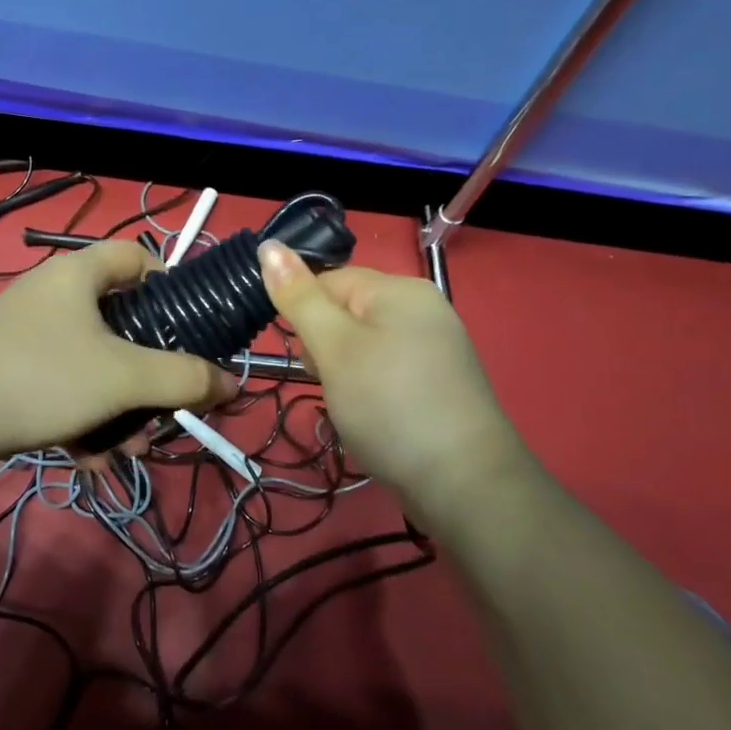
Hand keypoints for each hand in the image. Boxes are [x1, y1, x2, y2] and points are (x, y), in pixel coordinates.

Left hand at [0, 240, 234, 460]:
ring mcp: (26, 331)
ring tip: (126, 449)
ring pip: (92, 362)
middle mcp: (51, 293)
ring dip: (118, 406)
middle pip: (120, 321)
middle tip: (161, 407)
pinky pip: (61, 383)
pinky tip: (88, 456)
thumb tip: (232, 383)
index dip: (169, 285)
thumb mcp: (124, 378)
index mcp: (77, 274)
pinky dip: (81, 415)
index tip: (185, 328)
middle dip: (146, 372)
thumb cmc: (44, 378)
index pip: (136, 256)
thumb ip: (185, 379)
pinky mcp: (8, 365)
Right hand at [259, 241, 528, 516]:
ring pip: (363, 345)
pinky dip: (370, 390)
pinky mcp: (439, 382)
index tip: (307, 358)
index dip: (306, 317)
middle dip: (325, 348)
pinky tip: (373, 417)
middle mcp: (422, 308)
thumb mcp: (334, 347)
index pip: (329, 281)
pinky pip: (386, 370)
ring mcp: (435, 347)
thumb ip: (298, 297)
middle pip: (347, 312)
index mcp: (400, 289)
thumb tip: (267, 244)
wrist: (464, 485)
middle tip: (332, 384)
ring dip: (344, 372)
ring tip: (352, 406)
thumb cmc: (389, 405)